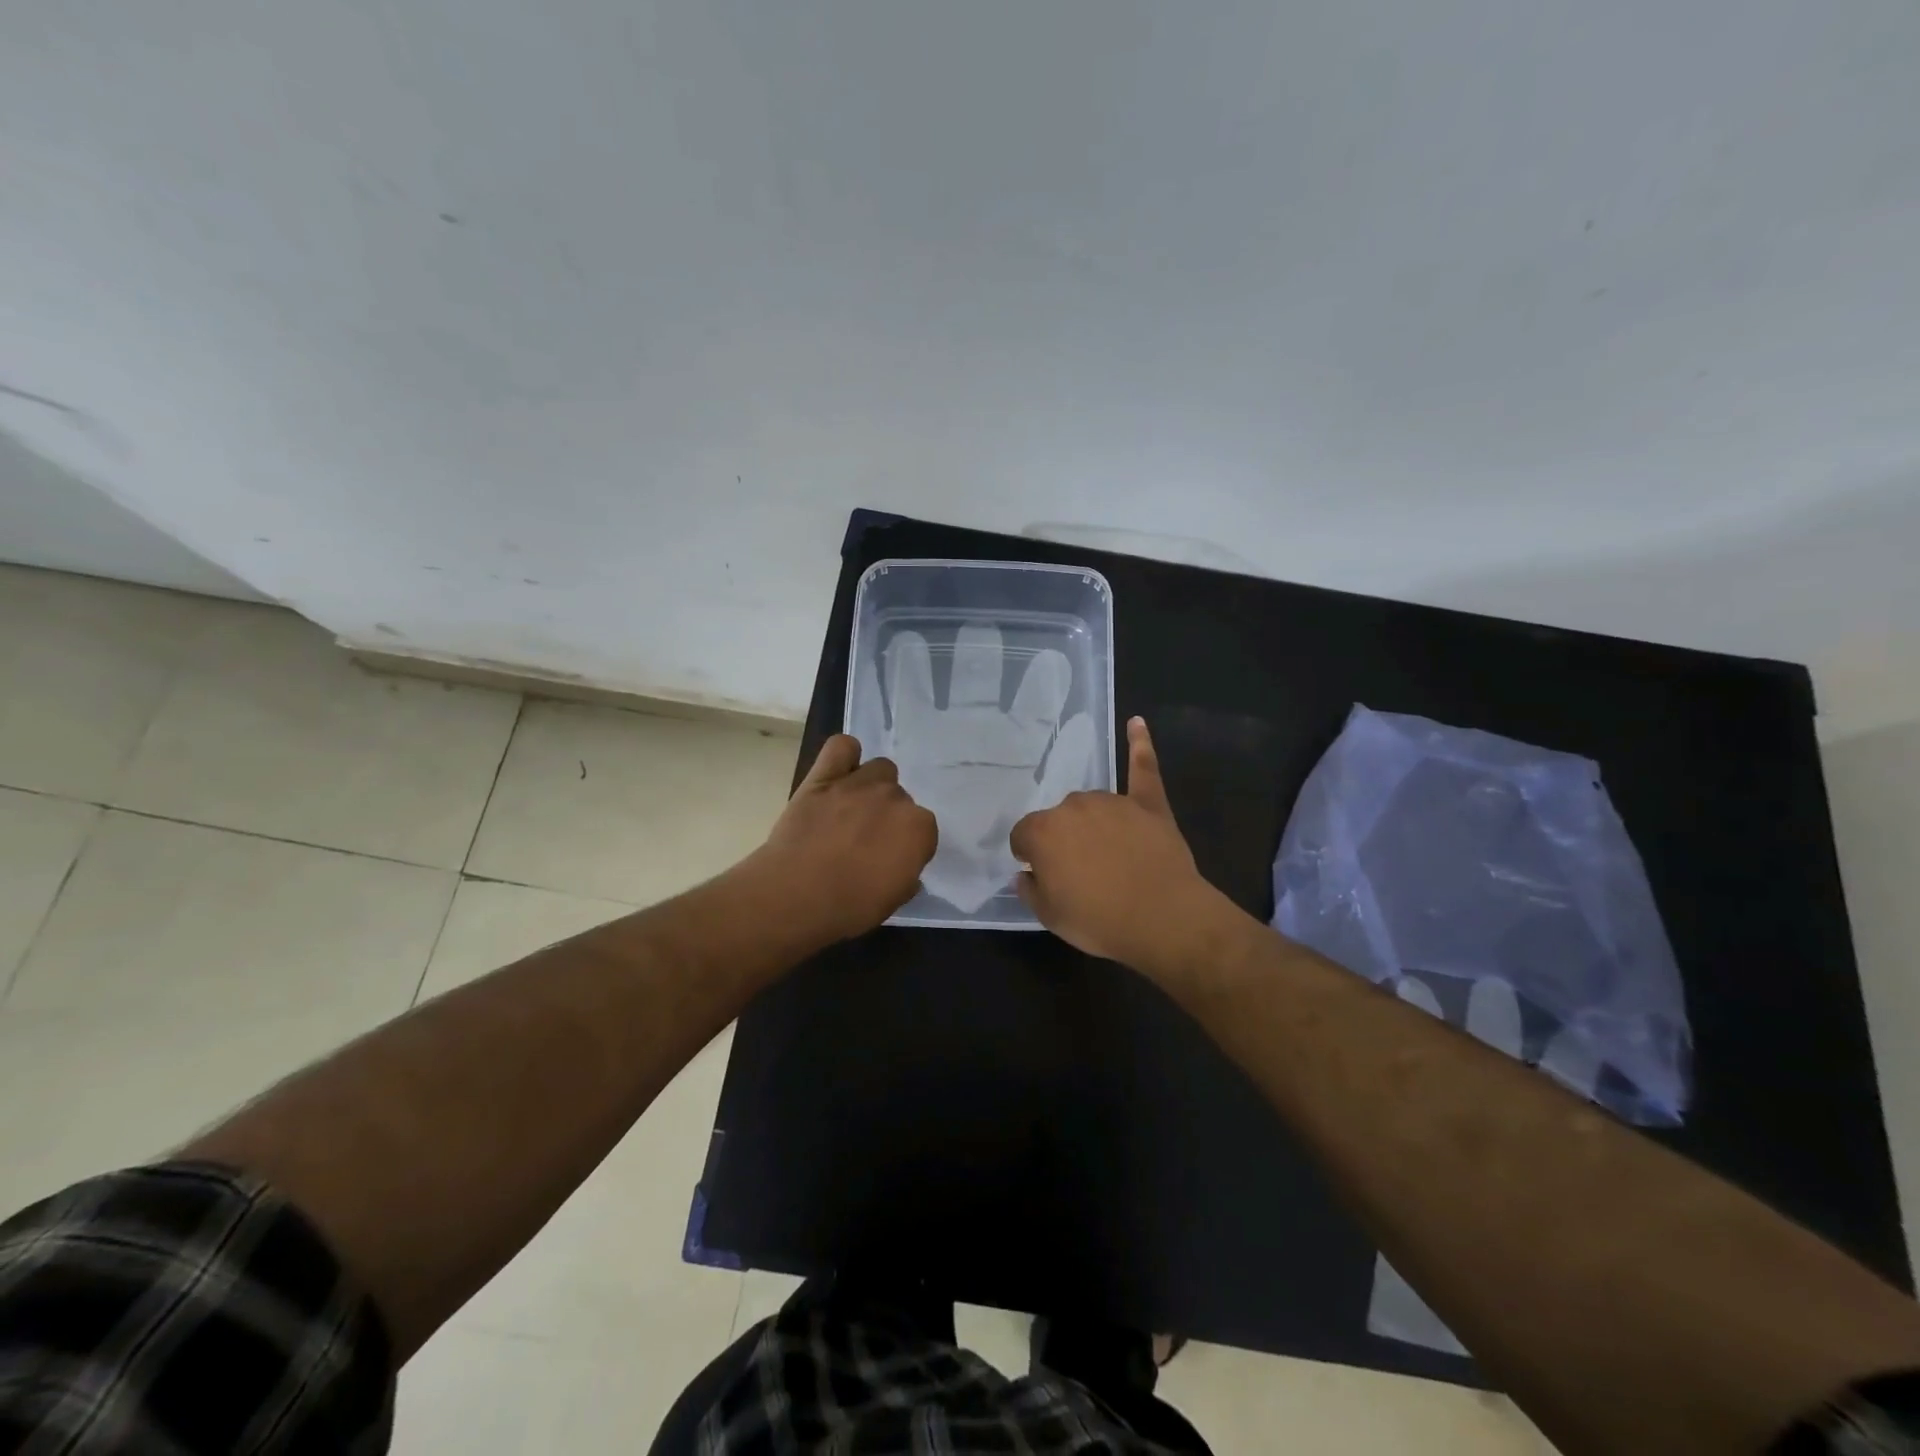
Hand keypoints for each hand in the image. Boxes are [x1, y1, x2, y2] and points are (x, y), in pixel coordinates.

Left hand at [750, 734, 937, 943]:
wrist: (795, 894)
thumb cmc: (849, 906)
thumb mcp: (892, 901)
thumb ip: (906, 876)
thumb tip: (902, 867)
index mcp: (919, 828)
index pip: (923, 829)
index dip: (906, 845)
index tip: (890, 861)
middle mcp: (895, 798)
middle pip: (900, 798)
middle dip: (887, 816)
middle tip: (865, 840)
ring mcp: (859, 783)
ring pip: (880, 769)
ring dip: (872, 786)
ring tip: (852, 809)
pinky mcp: (823, 776)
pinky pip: (842, 746)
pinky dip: (845, 756)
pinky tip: (839, 773)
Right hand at [1009, 717, 1230, 974]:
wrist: (1163, 919)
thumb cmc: (1099, 921)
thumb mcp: (1050, 917)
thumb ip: (1030, 890)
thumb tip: (1025, 875)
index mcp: (1043, 832)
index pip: (1023, 836)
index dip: (1030, 857)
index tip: (1041, 874)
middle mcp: (1073, 807)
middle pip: (1059, 820)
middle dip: (1063, 841)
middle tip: (1080, 873)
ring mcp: (1113, 801)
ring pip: (1092, 806)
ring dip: (1092, 823)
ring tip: (1109, 856)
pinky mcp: (1148, 804)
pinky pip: (1142, 768)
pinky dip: (1140, 745)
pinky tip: (1137, 723)